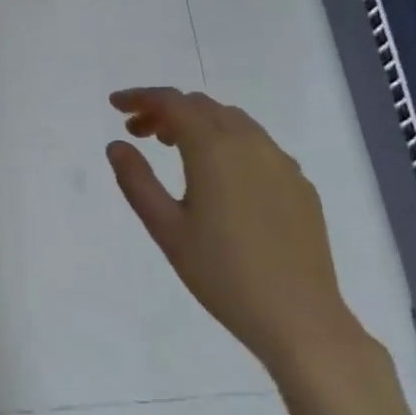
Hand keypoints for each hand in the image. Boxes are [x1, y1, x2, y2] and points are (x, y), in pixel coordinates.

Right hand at [106, 88, 360, 373]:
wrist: (299, 317)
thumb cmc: (222, 274)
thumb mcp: (166, 229)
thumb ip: (137, 181)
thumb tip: (117, 145)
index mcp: (214, 149)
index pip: (172, 102)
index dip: (140, 97)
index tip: (115, 105)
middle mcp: (250, 143)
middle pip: (202, 105)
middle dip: (166, 110)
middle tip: (138, 134)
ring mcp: (281, 162)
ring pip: (233, 120)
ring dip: (198, 123)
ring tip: (174, 149)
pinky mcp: (300, 184)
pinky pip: (257, 144)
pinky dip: (227, 142)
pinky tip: (220, 176)